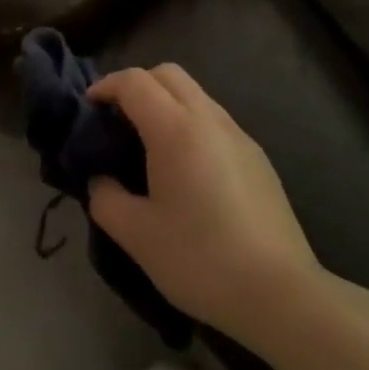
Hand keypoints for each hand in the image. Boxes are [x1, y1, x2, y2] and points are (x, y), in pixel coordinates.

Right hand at [88, 64, 321, 346]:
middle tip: (117, 121)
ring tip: (148, 145)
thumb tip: (100, 180)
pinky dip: (190, 124)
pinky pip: (214, 120)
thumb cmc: (201, 259)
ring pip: (195, 94)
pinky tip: (185, 169)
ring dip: (165, 103)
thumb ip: (105, 198)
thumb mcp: (137, 235)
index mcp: (175, 129)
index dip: (105, 87)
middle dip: (136, 86)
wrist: (280, 295)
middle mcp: (209, 119)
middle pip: (167, 74)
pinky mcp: (257, 157)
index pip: (134, 81)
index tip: (88, 110)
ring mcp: (238, 135)